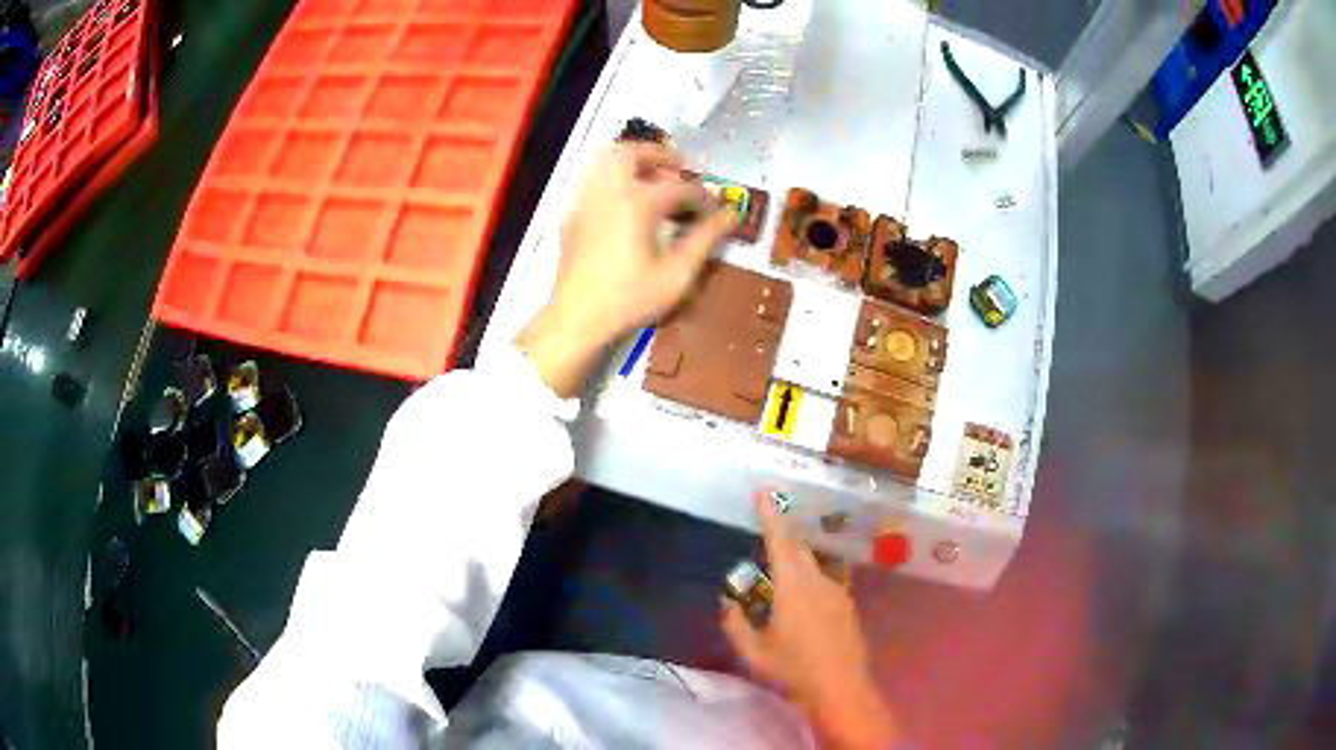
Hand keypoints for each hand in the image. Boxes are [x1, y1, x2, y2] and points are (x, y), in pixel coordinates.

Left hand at [517, 143, 737, 397]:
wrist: (577, 318)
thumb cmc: (628, 299)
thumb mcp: (676, 274)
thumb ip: (705, 239)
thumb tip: (730, 217)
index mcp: (637, 203)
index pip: (679, 187)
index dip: (702, 196)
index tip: (713, 209)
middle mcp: (609, 193)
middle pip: (632, 152)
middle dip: (659, 154)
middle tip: (678, 167)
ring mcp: (586, 202)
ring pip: (605, 160)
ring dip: (632, 160)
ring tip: (651, 177)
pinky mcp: (572, 216)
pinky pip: (591, 181)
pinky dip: (611, 178)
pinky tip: (623, 202)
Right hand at [721, 494, 898, 749]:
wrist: (841, 689)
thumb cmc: (793, 671)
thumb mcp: (753, 652)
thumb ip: (736, 624)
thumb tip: (728, 602)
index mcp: (793, 587)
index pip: (779, 541)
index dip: (770, 515)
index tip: (763, 491)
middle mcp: (818, 581)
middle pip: (799, 548)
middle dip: (782, 535)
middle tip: (766, 528)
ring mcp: (837, 592)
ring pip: (813, 564)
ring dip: (795, 559)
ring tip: (778, 571)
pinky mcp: (847, 606)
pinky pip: (824, 580)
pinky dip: (808, 578)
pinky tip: (801, 600)